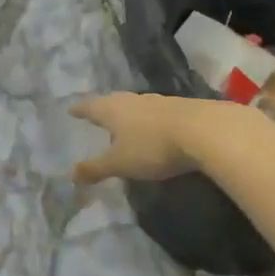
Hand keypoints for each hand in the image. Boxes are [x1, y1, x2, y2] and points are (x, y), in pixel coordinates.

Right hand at [71, 93, 236, 184]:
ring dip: (127, 113)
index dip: (80, 110)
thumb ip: (95, 169)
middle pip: (113, 101)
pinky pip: (155, 112)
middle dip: (103, 108)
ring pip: (135, 105)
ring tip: (123, 121)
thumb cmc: (152, 146)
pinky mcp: (181, 108)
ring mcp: (158, 102)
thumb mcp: (120, 163)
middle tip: (95, 113)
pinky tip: (152, 127)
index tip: (71, 109)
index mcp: (113, 110)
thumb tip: (71, 174)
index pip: (90, 107)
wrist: (204, 131)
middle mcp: (133, 100)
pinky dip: (148, 119)